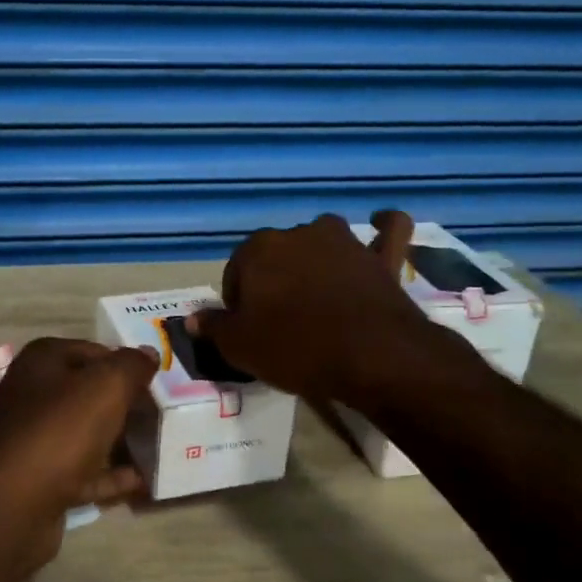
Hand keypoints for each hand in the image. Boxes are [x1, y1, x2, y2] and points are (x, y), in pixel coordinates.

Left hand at [0, 338, 156, 564]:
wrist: (11, 506)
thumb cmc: (59, 431)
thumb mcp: (106, 386)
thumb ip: (132, 365)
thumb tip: (149, 353)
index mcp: (42, 361)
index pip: (94, 350)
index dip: (126, 364)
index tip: (158, 381)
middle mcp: (32, 393)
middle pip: (89, 391)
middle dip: (125, 402)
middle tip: (162, 412)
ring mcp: (33, 438)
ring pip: (86, 432)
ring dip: (119, 439)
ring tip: (159, 444)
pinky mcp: (39, 478)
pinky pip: (84, 470)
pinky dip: (110, 475)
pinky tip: (142, 480)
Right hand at [189, 210, 473, 403]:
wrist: (371, 356)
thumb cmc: (295, 348)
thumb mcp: (239, 347)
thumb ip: (214, 327)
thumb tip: (192, 318)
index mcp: (259, 249)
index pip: (237, 270)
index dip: (239, 301)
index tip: (248, 328)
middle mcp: (300, 234)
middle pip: (278, 254)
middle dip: (275, 279)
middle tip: (281, 320)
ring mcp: (345, 242)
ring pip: (324, 239)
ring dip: (318, 255)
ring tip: (318, 292)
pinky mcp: (382, 257)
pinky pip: (388, 231)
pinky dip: (383, 227)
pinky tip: (379, 225)